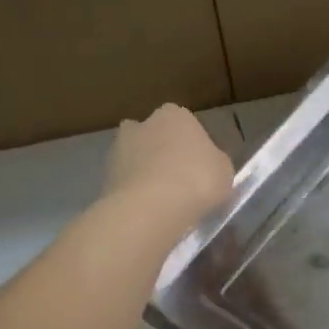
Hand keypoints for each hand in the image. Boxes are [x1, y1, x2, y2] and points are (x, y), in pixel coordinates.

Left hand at [102, 104, 233, 234]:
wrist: (151, 208)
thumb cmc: (197, 179)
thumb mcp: (224, 171)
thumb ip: (214, 162)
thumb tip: (208, 166)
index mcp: (174, 114)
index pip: (185, 125)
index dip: (193, 147)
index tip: (201, 168)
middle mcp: (141, 124)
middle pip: (155, 138)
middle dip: (163, 155)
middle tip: (180, 183)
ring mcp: (118, 149)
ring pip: (136, 160)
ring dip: (146, 175)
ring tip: (163, 203)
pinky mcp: (104, 177)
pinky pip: (126, 184)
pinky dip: (134, 195)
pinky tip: (148, 213)